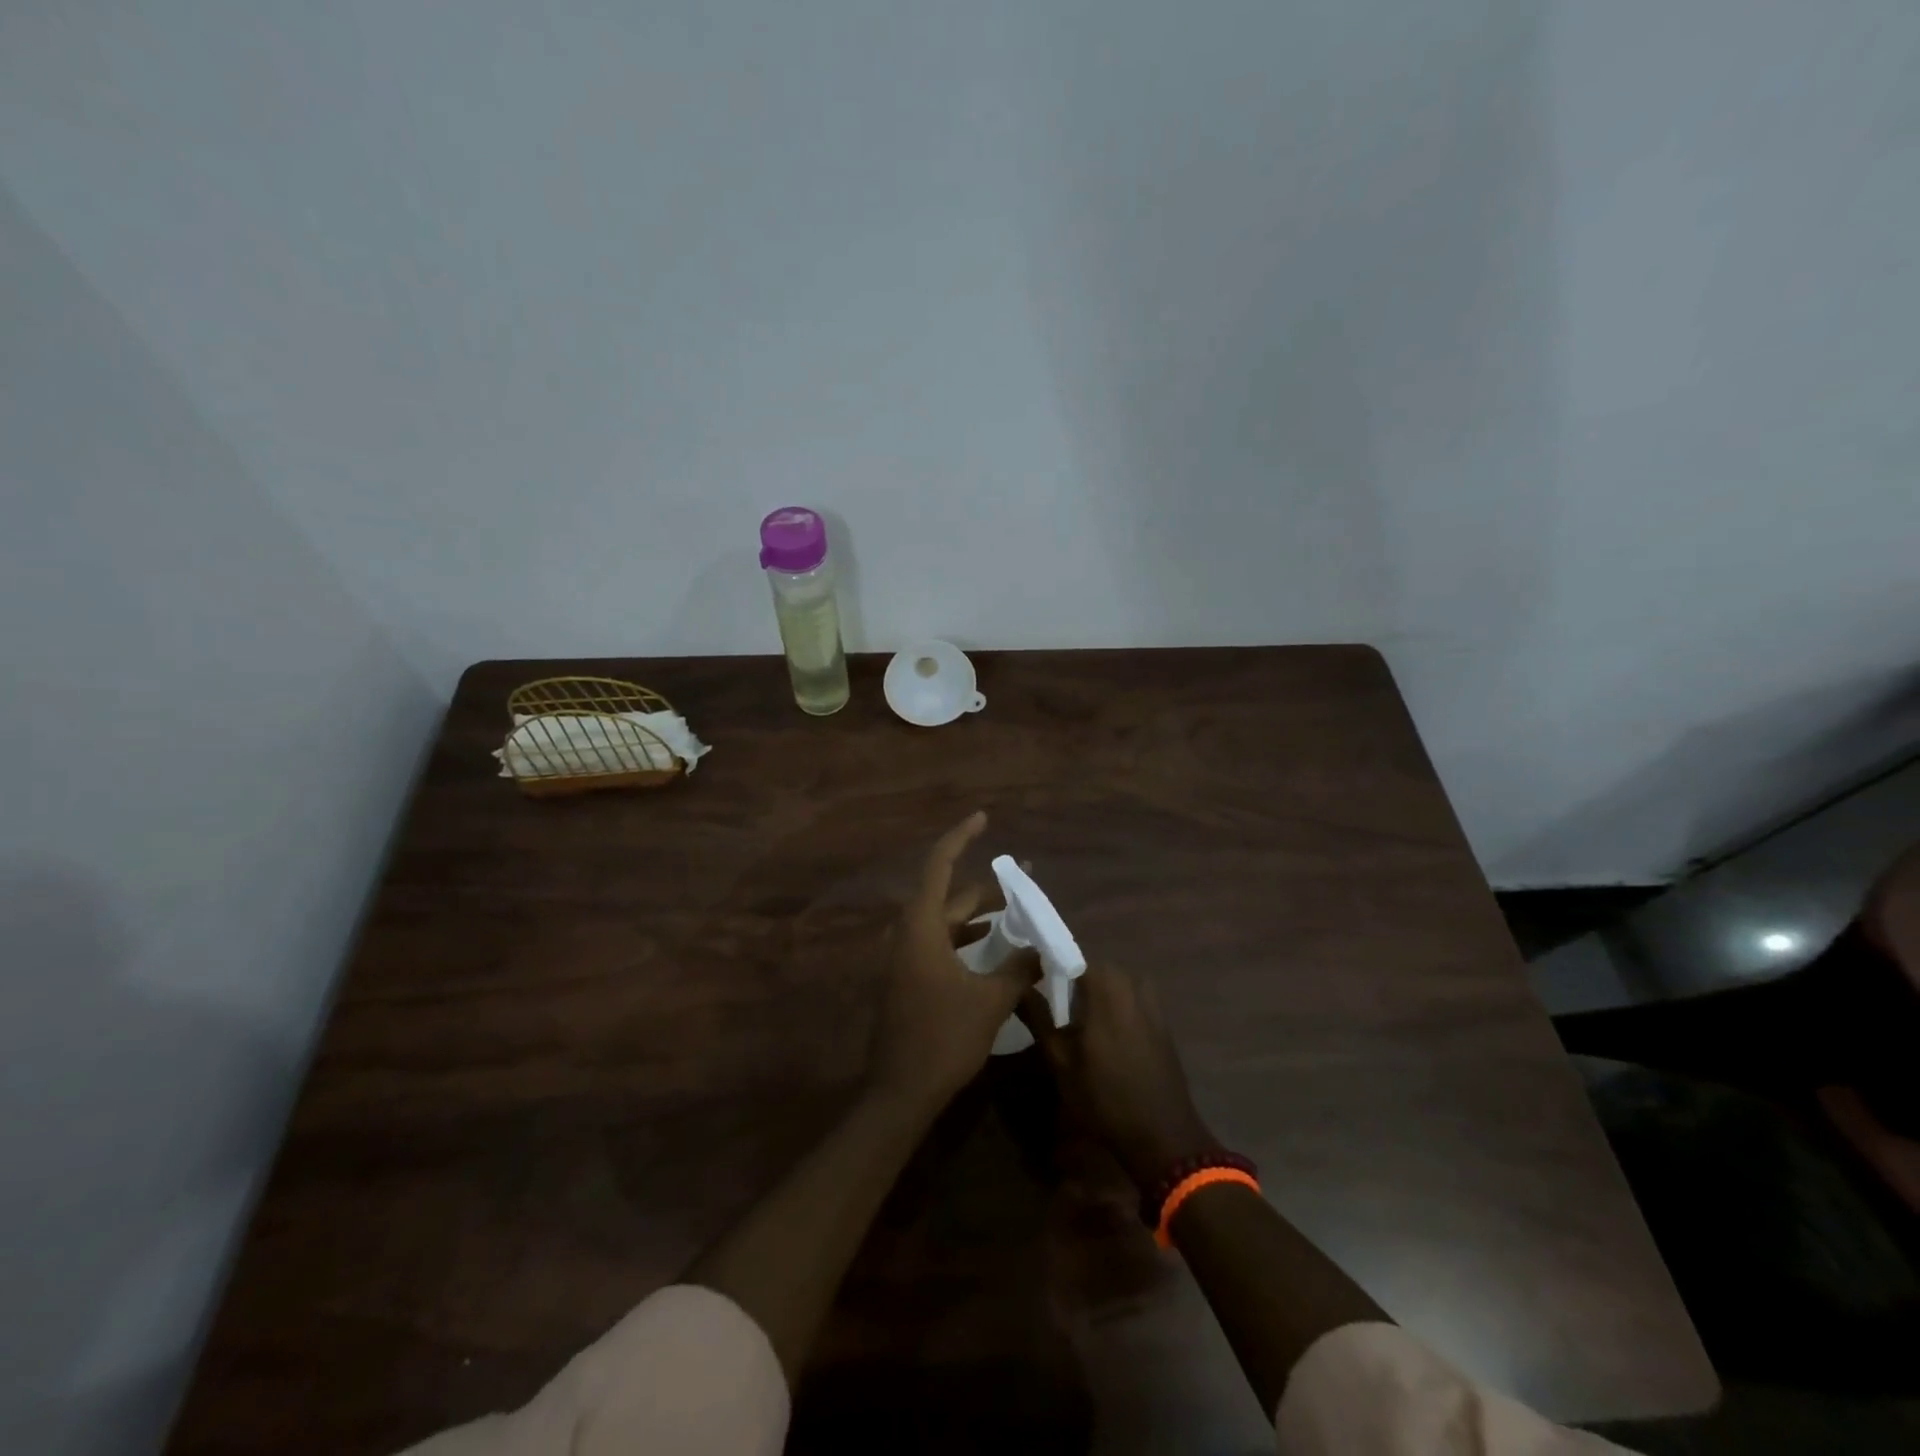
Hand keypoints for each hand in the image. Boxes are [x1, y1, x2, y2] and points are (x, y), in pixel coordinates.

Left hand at [867, 812, 1037, 1110]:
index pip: (939, 865)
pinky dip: (966, 941)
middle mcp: (907, 934)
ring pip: (945, 923)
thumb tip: (1043, 948)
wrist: (899, 1093)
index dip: (961, 837)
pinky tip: (993, 951)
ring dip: (978, 918)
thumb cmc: (943, 1039)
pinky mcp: (907, 979)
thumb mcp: (990, 1001)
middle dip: (987, 890)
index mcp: (920, 927)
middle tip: (1025, 884)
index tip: (983, 817)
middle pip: (948, 896)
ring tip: (1017, 916)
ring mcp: (904, 958)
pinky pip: (939, 945)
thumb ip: (1018, 968)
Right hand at [1022, 964, 1217, 1188]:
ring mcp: (1151, 1000)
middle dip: (1073, 982)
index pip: (1072, 958)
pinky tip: (1104, 1034)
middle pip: (1094, 969)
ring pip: (1114, 983)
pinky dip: (1115, 1006)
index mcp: (1106, 987)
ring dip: (1095, 995)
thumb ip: (1038, 1017)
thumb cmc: (1104, 1097)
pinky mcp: (1162, 1019)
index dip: (1051, 967)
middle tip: (1053, 1007)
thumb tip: (1017, 987)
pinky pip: (1131, 998)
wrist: (1162, 1133)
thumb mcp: (1060, 1060)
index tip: (1034, 983)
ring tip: (1077, 1022)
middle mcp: (1132, 984)